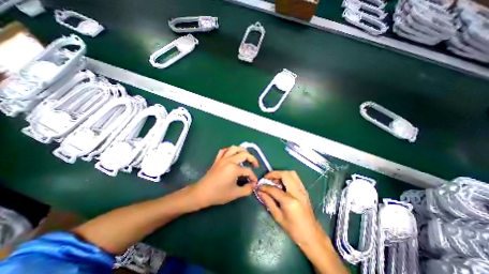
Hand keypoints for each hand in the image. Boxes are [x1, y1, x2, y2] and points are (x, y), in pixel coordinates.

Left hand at [190, 147, 259, 208]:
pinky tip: (232, 154)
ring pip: (234, 148)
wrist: (202, 193)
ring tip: (246, 155)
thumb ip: (247, 189)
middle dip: (252, 159)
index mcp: (234, 169)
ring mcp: (222, 158)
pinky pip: (224, 150)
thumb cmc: (219, 194)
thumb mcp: (235, 194)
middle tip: (255, 165)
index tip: (254, 182)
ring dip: (242, 150)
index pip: (248, 170)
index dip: (253, 177)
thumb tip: (253, 185)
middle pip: (244, 154)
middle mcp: (229, 160)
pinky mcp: (217, 159)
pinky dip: (230, 150)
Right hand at [258, 171, 326, 245]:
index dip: (264, 186)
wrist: (312, 235)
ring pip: (291, 173)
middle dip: (274, 174)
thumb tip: (259, 192)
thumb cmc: (294, 229)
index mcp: (290, 201)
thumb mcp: (278, 217)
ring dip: (281, 174)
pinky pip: (295, 178)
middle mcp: (297, 192)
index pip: (274, 189)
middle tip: (266, 179)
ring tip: (274, 181)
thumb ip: (268, 202)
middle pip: (285, 175)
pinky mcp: (304, 190)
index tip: (258, 186)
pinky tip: (281, 184)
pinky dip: (287, 177)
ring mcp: (302, 190)